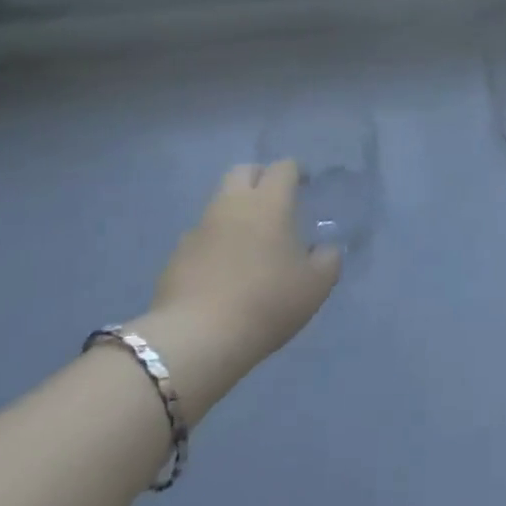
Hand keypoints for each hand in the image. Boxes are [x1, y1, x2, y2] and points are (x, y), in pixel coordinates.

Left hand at [130, 163, 338, 420]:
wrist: (198, 337)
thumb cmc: (267, 302)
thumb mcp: (316, 285)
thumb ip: (328, 259)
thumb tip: (326, 248)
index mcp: (269, 202)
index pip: (283, 167)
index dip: (296, 172)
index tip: (305, 185)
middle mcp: (232, 204)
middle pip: (243, 171)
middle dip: (260, 178)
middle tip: (275, 201)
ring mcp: (200, 227)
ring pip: (219, 202)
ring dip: (236, 210)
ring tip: (251, 239)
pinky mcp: (177, 254)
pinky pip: (201, 234)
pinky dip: (215, 241)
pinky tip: (224, 268)